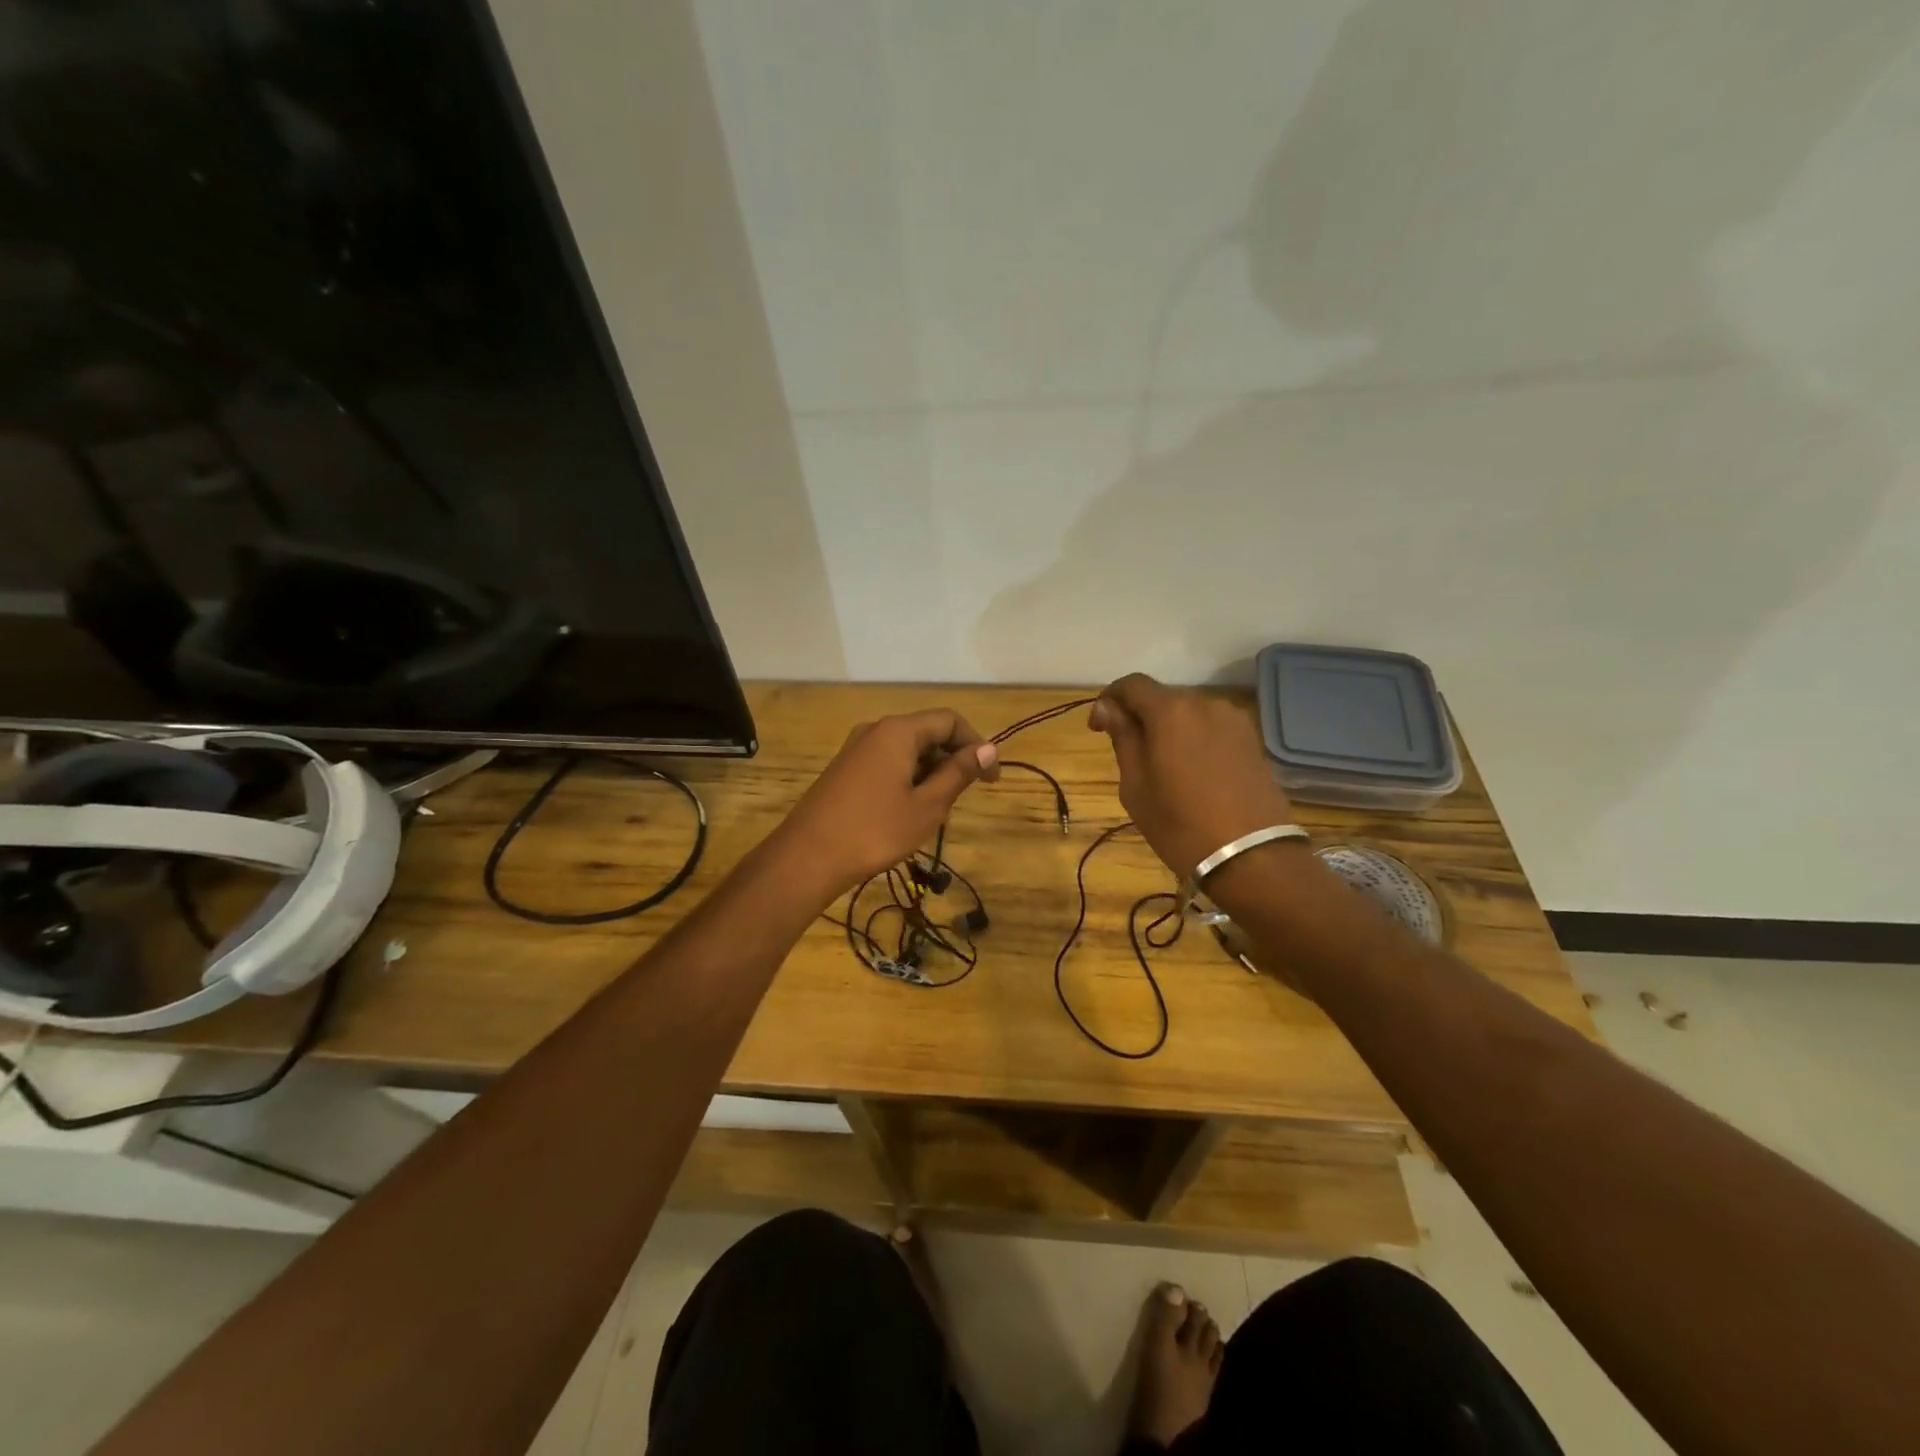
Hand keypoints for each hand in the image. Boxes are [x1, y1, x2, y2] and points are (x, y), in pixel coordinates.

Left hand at [774, 709, 999, 896]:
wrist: (807, 857)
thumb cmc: (875, 831)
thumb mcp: (928, 805)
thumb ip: (959, 773)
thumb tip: (988, 749)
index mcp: (899, 731)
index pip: (950, 720)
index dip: (977, 745)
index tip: (991, 780)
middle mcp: (876, 730)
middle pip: (928, 732)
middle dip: (953, 760)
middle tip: (962, 800)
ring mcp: (856, 748)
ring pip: (908, 750)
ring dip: (930, 773)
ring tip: (935, 812)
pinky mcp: (845, 769)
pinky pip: (887, 762)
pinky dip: (907, 779)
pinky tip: (907, 812)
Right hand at [1088, 674, 1296, 881]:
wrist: (1252, 857)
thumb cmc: (1181, 825)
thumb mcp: (1136, 786)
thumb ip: (1123, 739)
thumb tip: (1108, 708)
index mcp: (1171, 711)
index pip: (1132, 684)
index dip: (1109, 699)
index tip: (1098, 728)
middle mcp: (1205, 703)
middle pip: (1161, 697)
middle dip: (1139, 715)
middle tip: (1127, 751)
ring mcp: (1234, 720)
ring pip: (1188, 713)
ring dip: (1168, 728)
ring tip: (1162, 764)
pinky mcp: (1252, 739)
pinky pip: (1211, 727)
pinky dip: (1193, 738)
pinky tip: (1191, 770)